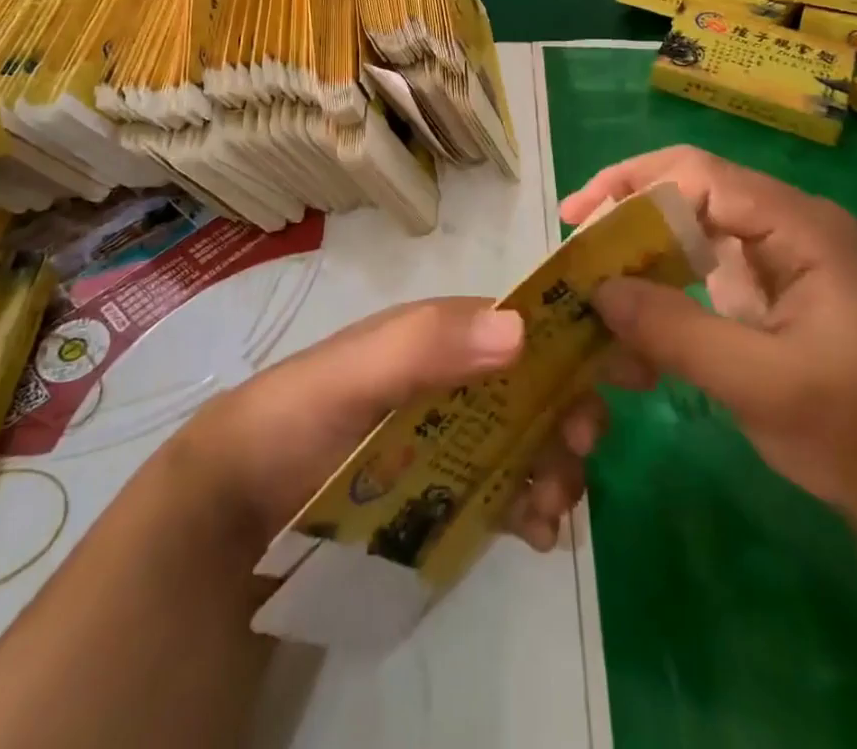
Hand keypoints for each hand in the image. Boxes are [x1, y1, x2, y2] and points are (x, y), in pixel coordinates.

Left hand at [174, 298, 606, 554]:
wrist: (240, 507)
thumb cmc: (296, 419)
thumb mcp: (352, 374)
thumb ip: (424, 346)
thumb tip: (520, 331)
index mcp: (438, 336)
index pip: (519, 323)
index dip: (569, 340)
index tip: (616, 372)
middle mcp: (454, 378)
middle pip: (534, 385)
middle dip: (568, 412)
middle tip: (575, 450)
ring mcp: (453, 437)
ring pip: (529, 439)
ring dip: (556, 466)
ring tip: (549, 507)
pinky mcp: (446, 491)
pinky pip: (506, 489)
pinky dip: (532, 505)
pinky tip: (535, 533)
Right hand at [562, 146, 856, 536]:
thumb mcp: (762, 386)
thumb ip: (677, 332)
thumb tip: (597, 289)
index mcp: (801, 227)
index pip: (700, 174)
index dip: (632, 185)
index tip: (579, 220)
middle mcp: (788, 224)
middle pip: (690, 188)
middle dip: (627, 210)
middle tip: (576, 242)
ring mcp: (778, 255)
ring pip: (690, 224)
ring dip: (640, 249)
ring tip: (593, 278)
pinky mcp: (767, 286)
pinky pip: (700, 263)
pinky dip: (661, 282)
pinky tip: (633, 317)